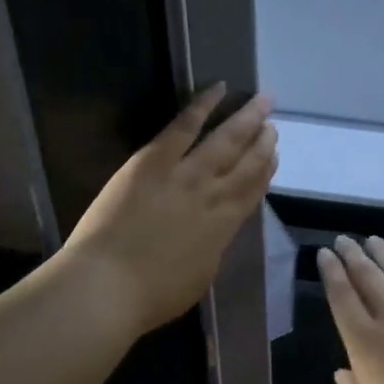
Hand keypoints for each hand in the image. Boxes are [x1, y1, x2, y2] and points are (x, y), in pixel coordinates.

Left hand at [59, 85, 276, 338]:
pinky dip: (204, 105)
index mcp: (225, 226)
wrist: (108, 285)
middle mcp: (214, 194)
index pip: (253, 191)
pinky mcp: (154, 160)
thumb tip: (216, 230)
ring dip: (246, 119)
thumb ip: (213, 248)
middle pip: (247, 161)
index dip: (267, 170)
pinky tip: (218, 88)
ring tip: (262, 102)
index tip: (275, 154)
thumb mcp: (200, 276)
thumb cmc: (152, 294)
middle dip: (263, 140)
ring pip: (225, 139)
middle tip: (273, 123)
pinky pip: (184, 125)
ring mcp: (185, 173)